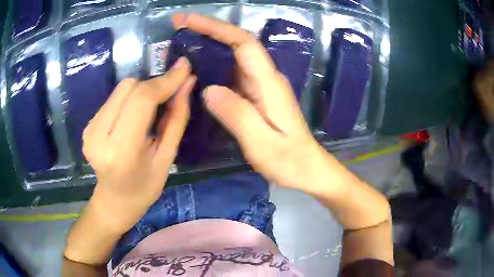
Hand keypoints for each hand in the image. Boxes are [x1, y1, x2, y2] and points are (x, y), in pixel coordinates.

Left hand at [83, 57, 195, 231]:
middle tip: (170, 94)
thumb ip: (177, 118)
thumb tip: (187, 83)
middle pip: (130, 87)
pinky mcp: (88, 125)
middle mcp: (99, 136)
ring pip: (121, 89)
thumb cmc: (145, 188)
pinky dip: (129, 99)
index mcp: (121, 152)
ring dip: (142, 91)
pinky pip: (114, 98)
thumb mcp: (167, 158)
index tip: (185, 67)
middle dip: (154, 85)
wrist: (114, 201)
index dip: (165, 80)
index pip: (142, 100)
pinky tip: (134, 117)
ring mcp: (90, 129)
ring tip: (150, 111)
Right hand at [172, 14, 325, 191]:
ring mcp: (261, 87)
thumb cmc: (289, 160)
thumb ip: (237, 114)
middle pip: (237, 43)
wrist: (308, 169)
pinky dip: (213, 66)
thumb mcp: (262, 143)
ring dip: (209, 45)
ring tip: (181, 41)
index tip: (190, 21)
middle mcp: (266, 78)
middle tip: (179, 25)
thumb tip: (208, 89)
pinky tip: (197, 70)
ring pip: (233, 57)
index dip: (217, 27)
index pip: (243, 42)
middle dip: (208, 30)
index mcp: (269, 83)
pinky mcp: (256, 96)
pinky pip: (232, 74)